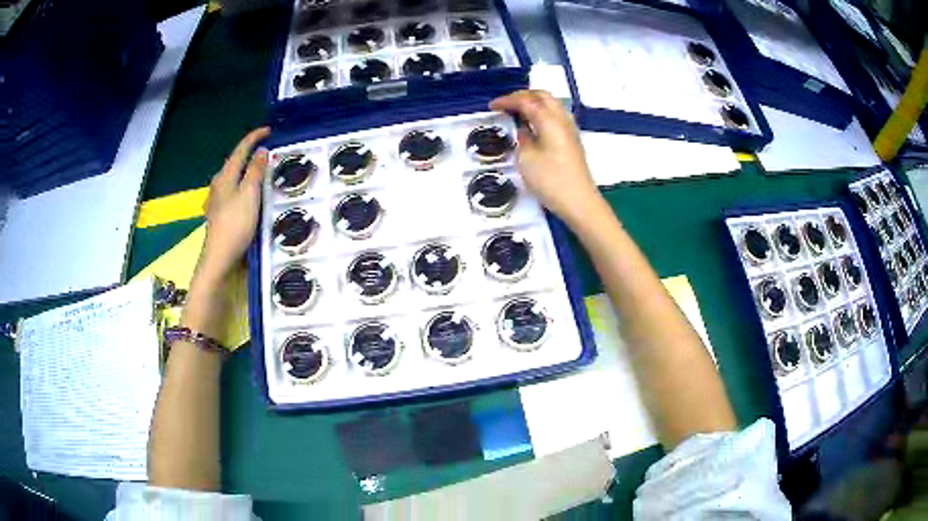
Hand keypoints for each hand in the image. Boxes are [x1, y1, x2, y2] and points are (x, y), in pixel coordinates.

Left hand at [199, 127, 270, 281]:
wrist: (219, 259)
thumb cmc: (235, 225)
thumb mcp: (250, 195)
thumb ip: (256, 172)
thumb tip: (262, 151)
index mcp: (226, 176)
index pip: (240, 150)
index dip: (254, 138)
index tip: (269, 130)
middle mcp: (219, 184)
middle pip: (235, 162)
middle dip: (249, 152)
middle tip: (268, 149)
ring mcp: (217, 200)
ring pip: (233, 176)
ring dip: (247, 169)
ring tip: (261, 168)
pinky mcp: (220, 213)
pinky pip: (233, 190)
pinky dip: (243, 184)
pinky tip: (249, 192)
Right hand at [489, 90, 601, 223]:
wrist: (579, 202)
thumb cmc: (550, 180)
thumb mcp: (526, 159)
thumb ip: (522, 138)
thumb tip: (523, 130)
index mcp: (549, 120)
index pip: (526, 101)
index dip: (507, 101)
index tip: (492, 106)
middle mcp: (562, 119)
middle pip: (542, 96)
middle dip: (522, 96)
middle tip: (505, 104)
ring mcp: (570, 129)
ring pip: (551, 104)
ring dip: (534, 103)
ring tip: (517, 112)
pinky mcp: (572, 140)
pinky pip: (555, 116)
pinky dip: (541, 113)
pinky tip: (532, 125)